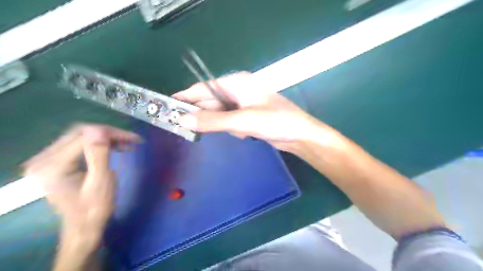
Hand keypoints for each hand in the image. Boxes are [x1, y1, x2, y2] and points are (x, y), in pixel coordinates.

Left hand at [23, 125, 140, 247]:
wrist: (83, 226)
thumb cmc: (95, 208)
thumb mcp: (101, 182)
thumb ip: (98, 155)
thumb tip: (100, 130)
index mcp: (53, 165)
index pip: (84, 136)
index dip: (111, 133)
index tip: (134, 138)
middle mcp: (43, 159)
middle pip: (80, 132)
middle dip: (109, 134)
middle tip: (131, 140)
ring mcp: (46, 160)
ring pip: (80, 136)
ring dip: (105, 138)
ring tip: (125, 143)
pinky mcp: (54, 162)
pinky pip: (78, 143)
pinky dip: (98, 143)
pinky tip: (112, 148)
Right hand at [175, 72, 338, 151]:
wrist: (300, 135)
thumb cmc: (275, 122)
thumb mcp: (242, 121)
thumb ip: (212, 121)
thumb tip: (183, 120)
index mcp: (237, 83)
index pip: (203, 88)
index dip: (185, 97)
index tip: (167, 107)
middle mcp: (238, 90)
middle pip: (210, 101)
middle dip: (202, 115)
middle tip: (184, 127)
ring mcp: (243, 104)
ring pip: (219, 114)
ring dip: (222, 125)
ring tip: (236, 132)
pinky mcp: (247, 116)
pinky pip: (230, 122)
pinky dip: (233, 129)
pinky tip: (245, 134)